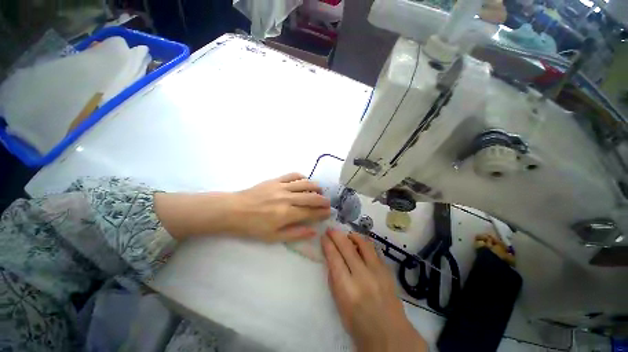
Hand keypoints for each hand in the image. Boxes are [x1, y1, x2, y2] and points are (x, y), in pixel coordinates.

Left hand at [227, 173, 330, 241]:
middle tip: (328, 202)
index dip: (322, 212)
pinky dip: (302, 177)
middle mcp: (287, 198)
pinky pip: (292, 175)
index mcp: (286, 214)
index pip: (311, 212)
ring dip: (315, 187)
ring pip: (305, 184)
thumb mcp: (273, 237)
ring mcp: (281, 187)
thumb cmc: (252, 227)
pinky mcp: (275, 180)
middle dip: (323, 200)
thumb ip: (295, 233)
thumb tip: (313, 231)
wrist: (233, 210)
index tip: (329, 212)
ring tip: (320, 191)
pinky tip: (305, 180)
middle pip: (311, 197)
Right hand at [322, 229, 426, 351]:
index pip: (334, 258)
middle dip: (337, 235)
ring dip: (353, 236)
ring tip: (347, 235)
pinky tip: (360, 243)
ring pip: (363, 244)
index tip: (324, 236)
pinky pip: (374, 251)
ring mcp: (377, 272)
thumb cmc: (358, 323)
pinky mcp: (387, 271)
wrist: (389, 334)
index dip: (328, 244)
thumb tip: (331, 257)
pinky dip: (365, 244)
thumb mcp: (339, 304)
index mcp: (347, 289)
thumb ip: (334, 279)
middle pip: (347, 247)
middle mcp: (362, 276)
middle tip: (331, 230)